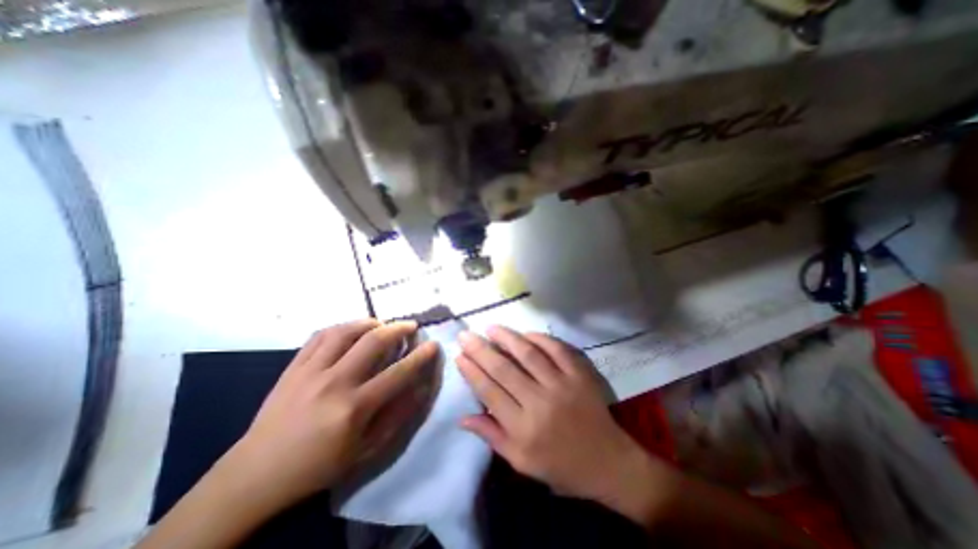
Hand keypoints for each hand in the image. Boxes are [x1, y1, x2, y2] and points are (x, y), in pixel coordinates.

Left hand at [224, 319, 436, 512]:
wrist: (255, 475)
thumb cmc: (318, 466)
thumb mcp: (366, 450)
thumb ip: (398, 415)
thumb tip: (421, 387)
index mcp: (354, 408)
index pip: (398, 372)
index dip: (421, 356)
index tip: (433, 345)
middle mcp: (334, 383)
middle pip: (374, 341)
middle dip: (399, 328)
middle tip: (411, 326)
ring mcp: (310, 371)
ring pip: (346, 331)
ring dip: (370, 322)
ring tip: (382, 324)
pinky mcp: (293, 367)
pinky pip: (320, 335)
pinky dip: (342, 327)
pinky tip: (352, 329)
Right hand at [455, 323, 651, 507]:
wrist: (609, 463)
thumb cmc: (561, 466)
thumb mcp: (522, 462)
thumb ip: (492, 437)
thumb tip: (463, 418)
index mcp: (523, 429)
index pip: (489, 392)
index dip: (472, 372)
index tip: (459, 355)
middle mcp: (539, 403)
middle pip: (503, 369)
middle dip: (480, 350)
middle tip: (466, 335)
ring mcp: (561, 385)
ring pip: (528, 354)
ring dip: (507, 338)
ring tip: (490, 328)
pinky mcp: (579, 375)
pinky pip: (557, 350)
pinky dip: (540, 339)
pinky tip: (526, 333)